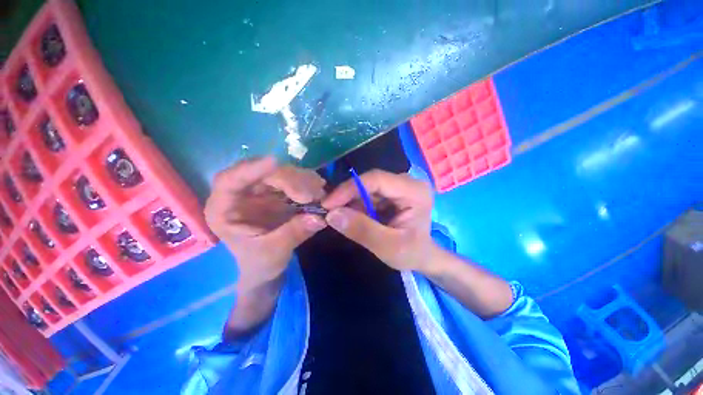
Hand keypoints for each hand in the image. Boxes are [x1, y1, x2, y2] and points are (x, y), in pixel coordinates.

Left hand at [205, 157, 326, 289]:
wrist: (266, 265)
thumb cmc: (259, 263)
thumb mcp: (274, 253)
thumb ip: (293, 234)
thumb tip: (318, 217)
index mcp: (224, 210)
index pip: (228, 181)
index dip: (250, 169)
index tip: (275, 162)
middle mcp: (241, 194)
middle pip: (263, 174)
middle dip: (290, 180)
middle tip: (312, 194)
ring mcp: (260, 190)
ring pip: (280, 173)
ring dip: (303, 180)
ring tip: (320, 193)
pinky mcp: (277, 191)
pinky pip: (293, 180)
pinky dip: (307, 183)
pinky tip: (319, 188)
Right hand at [322, 169, 434, 271]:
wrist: (421, 256)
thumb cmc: (412, 253)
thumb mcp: (388, 247)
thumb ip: (362, 230)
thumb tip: (331, 214)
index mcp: (414, 191)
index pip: (377, 179)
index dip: (350, 188)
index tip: (328, 204)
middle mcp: (406, 183)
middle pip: (370, 182)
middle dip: (347, 196)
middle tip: (327, 211)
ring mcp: (398, 186)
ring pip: (365, 188)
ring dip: (349, 202)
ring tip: (335, 216)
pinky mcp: (390, 193)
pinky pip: (367, 195)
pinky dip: (354, 205)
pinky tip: (348, 217)